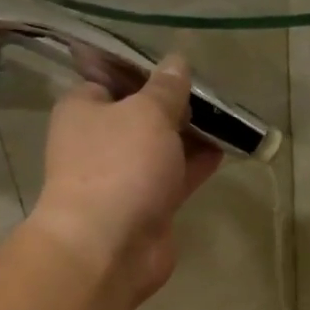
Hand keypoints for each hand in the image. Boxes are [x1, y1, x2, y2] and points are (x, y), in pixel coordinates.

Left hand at [30, 56, 221, 304]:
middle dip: (174, 105)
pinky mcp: (147, 207)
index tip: (179, 65)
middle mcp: (98, 142)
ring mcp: (123, 177)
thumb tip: (177, 62)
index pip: (111, 78)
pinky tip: (224, 149)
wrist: (109, 247)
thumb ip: (166, 88)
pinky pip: (174, 178)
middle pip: (140, 114)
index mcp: (83, 109)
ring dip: (190, 136)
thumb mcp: (147, 113)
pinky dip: (195, 165)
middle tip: (212, 92)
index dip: (144, 70)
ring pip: (160, 148)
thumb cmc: (119, 166)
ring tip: (226, 118)